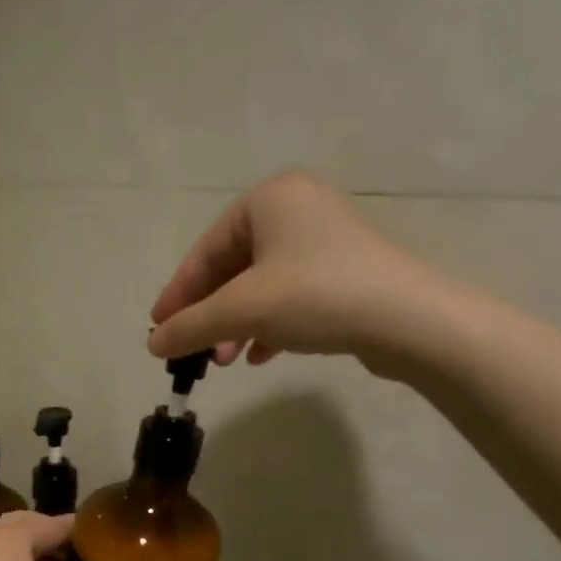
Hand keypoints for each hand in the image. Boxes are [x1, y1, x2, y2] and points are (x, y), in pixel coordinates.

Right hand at [146, 169, 469, 380]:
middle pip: (233, 268)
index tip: (158, 329)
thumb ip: (190, 325)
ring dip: (237, 325)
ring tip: (225, 360)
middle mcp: (298, 210)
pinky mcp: (345, 273)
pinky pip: (291, 297)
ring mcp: (325, 242)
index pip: (207, 250)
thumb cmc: (315, 297)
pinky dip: (269, 325)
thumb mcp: (242, 310)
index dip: (179, 294)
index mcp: (270, 199)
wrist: (408, 321)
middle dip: (211, 315)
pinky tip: (259, 356)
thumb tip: (152, 343)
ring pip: (261, 286)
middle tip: (195, 351)